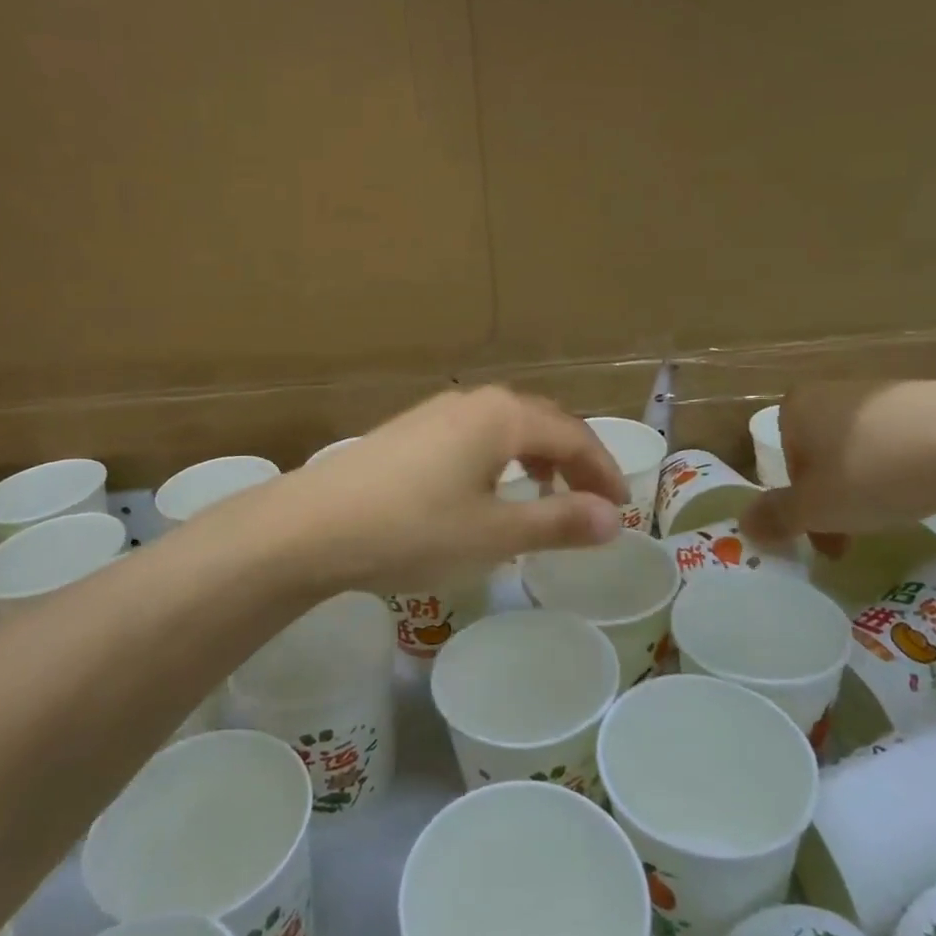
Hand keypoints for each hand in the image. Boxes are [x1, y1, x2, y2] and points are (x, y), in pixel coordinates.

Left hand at [197, 387, 629, 593]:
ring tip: (545, 497)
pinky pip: (475, 435)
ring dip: (537, 457)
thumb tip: (613, 517)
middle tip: (591, 502)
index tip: (622, 509)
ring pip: (506, 426)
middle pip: (542, 422)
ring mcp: (437, 411)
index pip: (573, 434)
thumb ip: (558, 521)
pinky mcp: (410, 429)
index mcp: (503, 416)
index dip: (603, 471)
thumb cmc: (414, 529)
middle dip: (574, 460)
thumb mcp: (495, 534)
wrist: (313, 525)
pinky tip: (487, 492)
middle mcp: (474, 401)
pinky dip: (501, 459)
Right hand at [741, 381, 935, 548]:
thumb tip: (743, 526)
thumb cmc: (873, 472)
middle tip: (856, 537)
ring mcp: (885, 391)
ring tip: (900, 515)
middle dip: (836, 497)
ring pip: (865, 448)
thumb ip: (776, 517)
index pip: (786, 461)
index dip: (802, 503)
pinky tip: (933, 489)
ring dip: (872, 484)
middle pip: (824, 454)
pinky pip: (906, 441)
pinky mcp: (933, 399)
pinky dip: (910, 467)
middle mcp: (834, 391)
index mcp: (796, 407)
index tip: (824, 535)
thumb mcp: (815, 508)